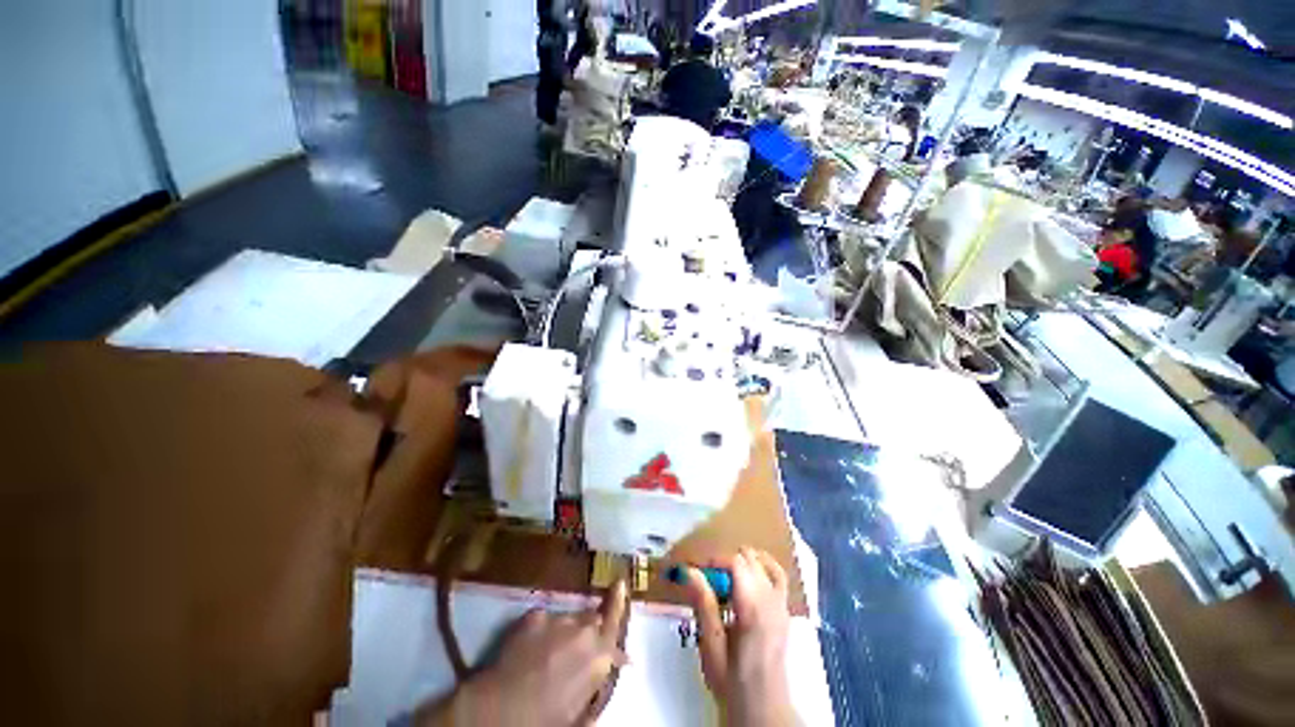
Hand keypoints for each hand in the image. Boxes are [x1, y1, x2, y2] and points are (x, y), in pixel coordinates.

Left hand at [420, 581, 627, 725]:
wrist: (502, 709)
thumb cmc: (547, 718)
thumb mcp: (582, 708)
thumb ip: (598, 680)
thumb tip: (617, 665)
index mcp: (599, 654)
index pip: (615, 620)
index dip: (618, 600)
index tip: (620, 582)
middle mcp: (583, 629)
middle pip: (592, 619)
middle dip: (589, 629)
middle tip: (576, 650)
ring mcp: (558, 618)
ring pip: (568, 619)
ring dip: (564, 632)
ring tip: (547, 655)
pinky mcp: (534, 614)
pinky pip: (545, 619)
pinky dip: (542, 631)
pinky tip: (529, 651)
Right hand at [682, 548, 794, 725]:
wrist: (763, 708)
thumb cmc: (732, 681)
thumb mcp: (711, 646)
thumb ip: (703, 604)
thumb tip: (689, 571)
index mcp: (753, 608)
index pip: (735, 562)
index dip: (714, 560)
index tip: (698, 572)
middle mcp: (771, 600)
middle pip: (748, 559)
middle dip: (724, 562)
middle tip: (707, 580)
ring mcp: (782, 604)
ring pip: (763, 562)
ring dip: (742, 563)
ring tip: (725, 578)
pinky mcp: (785, 610)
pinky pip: (778, 575)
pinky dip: (764, 566)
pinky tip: (750, 571)